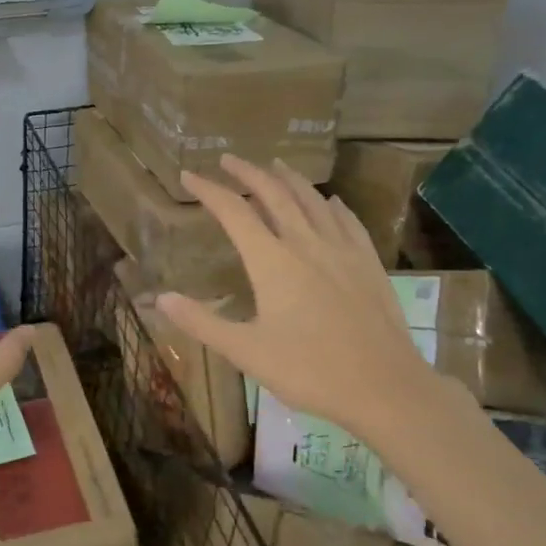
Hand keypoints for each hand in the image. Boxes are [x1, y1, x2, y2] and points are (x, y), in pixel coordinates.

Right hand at [155, 156, 472, 464]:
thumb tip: (161, 298)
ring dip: (290, 179)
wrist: (385, 387)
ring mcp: (342, 250)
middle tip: (229, 159)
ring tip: (275, 165)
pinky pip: (347, 221)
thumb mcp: (246, 352)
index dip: (209, 190)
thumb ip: (202, 322)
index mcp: (272, 261)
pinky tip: (331, 201)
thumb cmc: (309, 371)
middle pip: (274, 194)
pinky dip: (332, 204)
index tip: (189, 175)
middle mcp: (306, 243)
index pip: (234, 212)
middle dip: (249, 173)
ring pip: (313, 200)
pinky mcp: (369, 263)